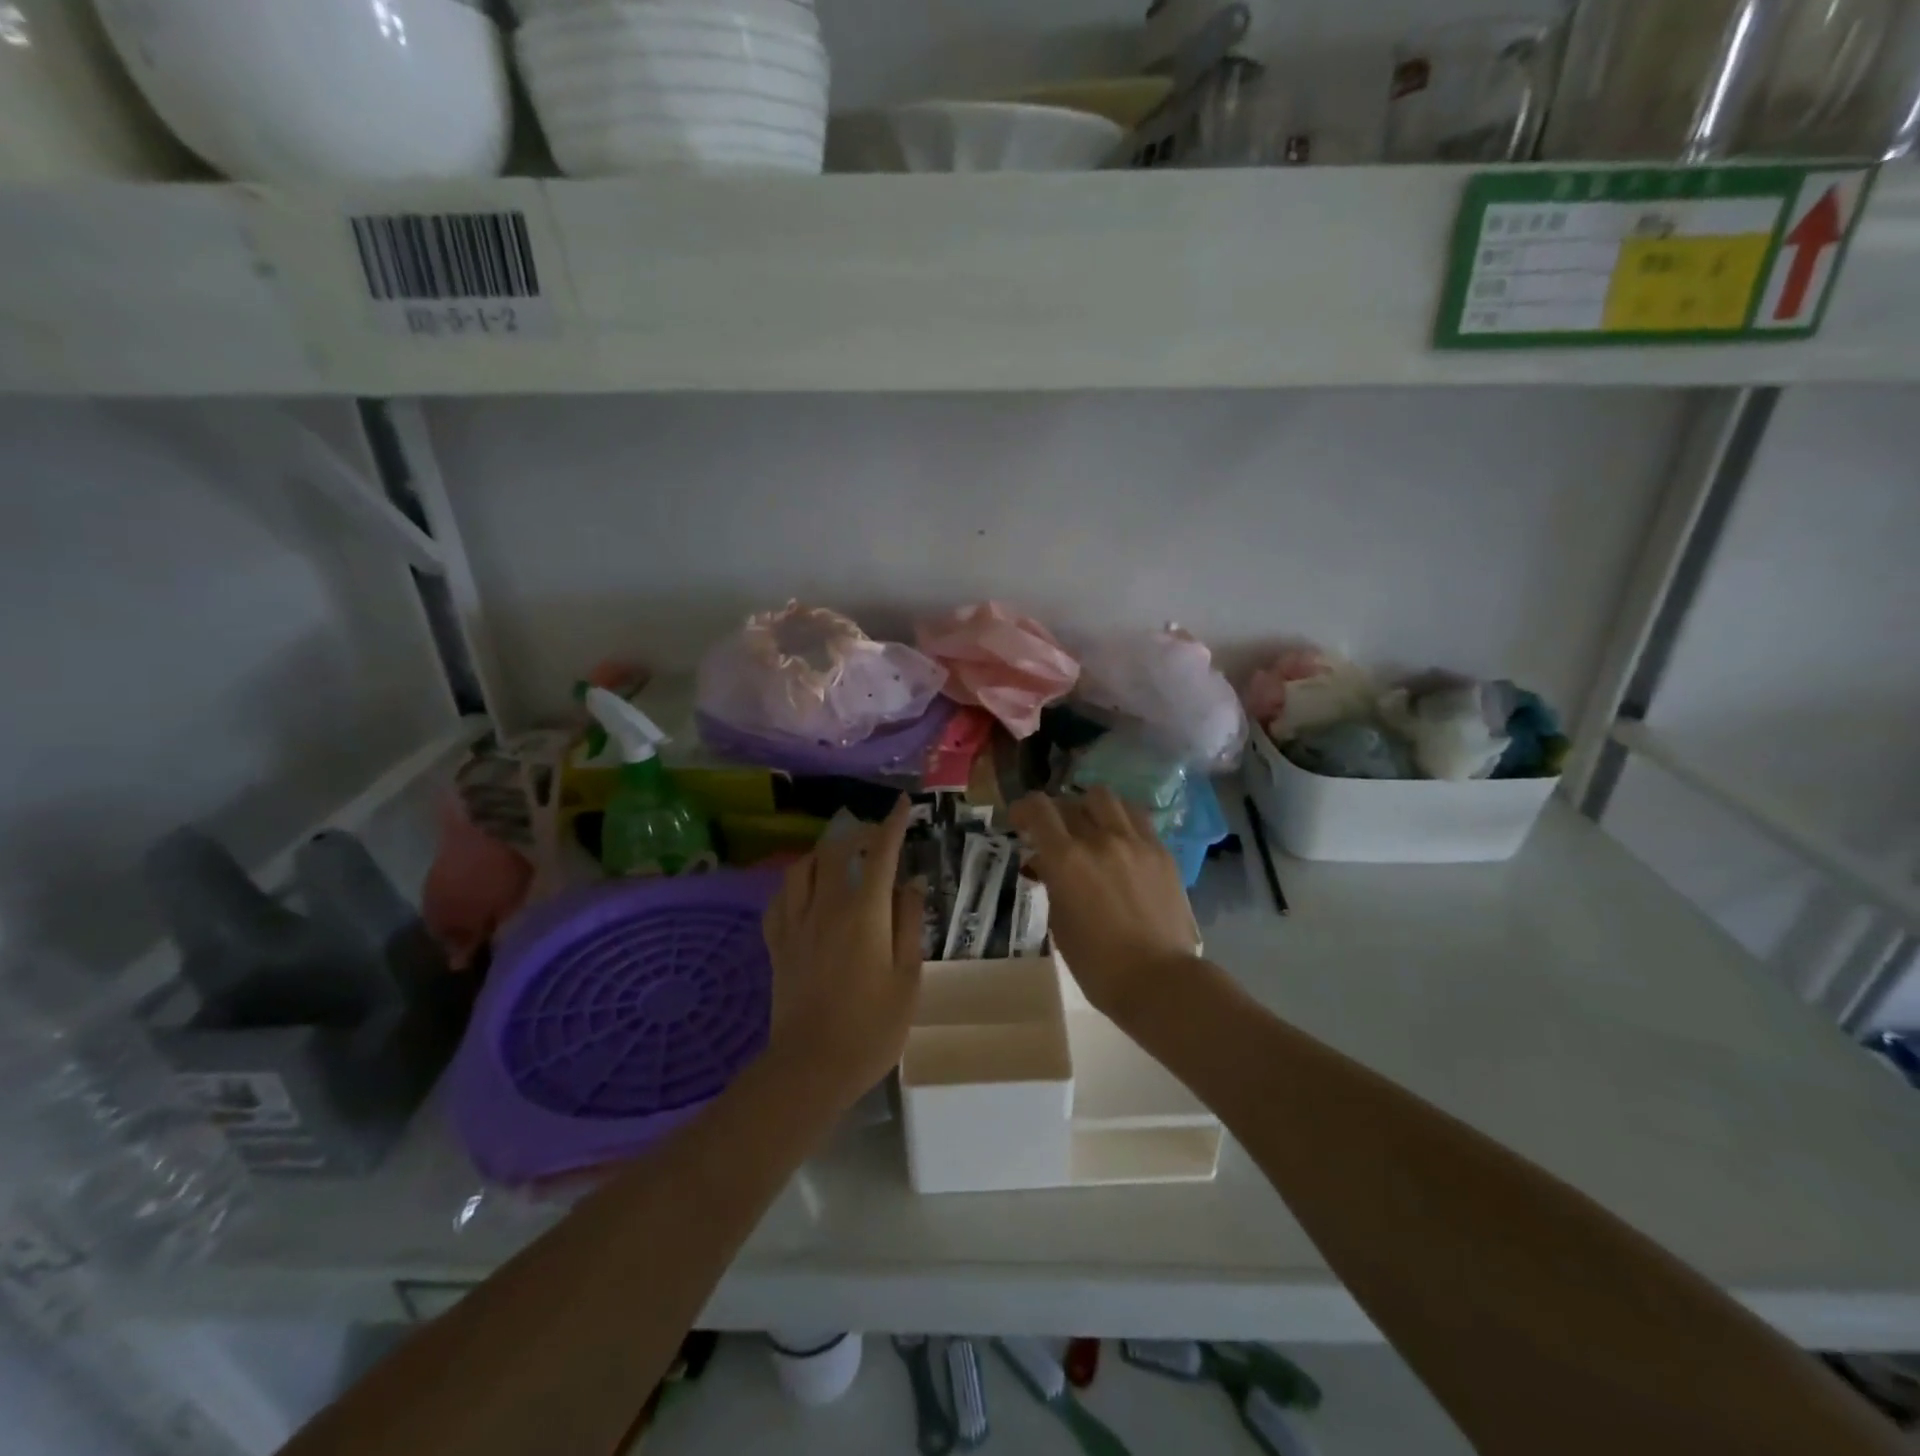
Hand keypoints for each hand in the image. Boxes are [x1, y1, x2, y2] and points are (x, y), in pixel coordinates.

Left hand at [761, 797, 924, 1106]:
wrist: (812, 1066)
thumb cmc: (872, 1027)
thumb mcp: (907, 977)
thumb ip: (909, 924)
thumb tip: (911, 884)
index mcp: (865, 913)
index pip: (881, 853)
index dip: (893, 824)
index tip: (903, 804)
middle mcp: (826, 906)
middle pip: (836, 850)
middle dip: (858, 833)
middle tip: (876, 836)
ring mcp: (796, 924)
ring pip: (802, 868)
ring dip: (823, 853)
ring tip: (839, 858)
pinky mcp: (777, 944)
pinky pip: (780, 898)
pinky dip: (794, 884)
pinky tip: (804, 891)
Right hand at [1008, 787, 1197, 1023]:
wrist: (1159, 979)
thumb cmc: (1097, 964)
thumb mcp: (1060, 924)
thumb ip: (1051, 883)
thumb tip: (1046, 864)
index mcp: (1066, 859)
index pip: (1038, 809)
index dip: (1023, 809)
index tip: (1018, 821)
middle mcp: (1100, 839)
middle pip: (1070, 801)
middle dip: (1055, 813)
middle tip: (1054, 832)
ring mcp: (1135, 842)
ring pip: (1106, 798)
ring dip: (1089, 807)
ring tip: (1089, 826)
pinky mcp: (1161, 851)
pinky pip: (1136, 818)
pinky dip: (1120, 820)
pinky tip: (1119, 840)